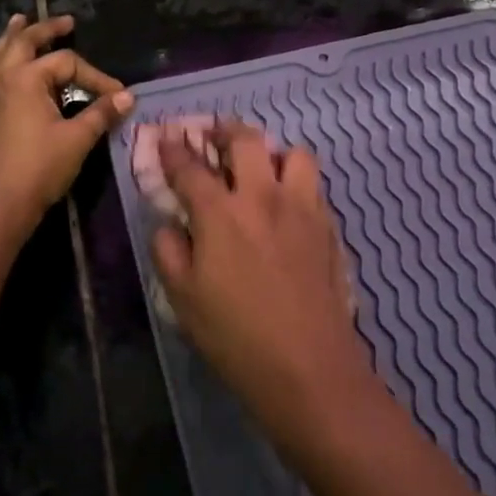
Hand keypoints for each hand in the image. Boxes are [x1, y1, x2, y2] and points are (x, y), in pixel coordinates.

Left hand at [0, 15, 131, 234]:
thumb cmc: (40, 169)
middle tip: (64, 22)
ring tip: (17, 20)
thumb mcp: (77, 140)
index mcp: (28, 79)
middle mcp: (0, 79)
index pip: (68, 64)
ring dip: (6, 38)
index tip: (116, 96)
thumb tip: (127, 97)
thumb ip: (101, 113)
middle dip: (45, 30)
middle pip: (23, 44)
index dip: (96, 76)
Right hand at [150, 120, 377, 455]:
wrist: (307, 365)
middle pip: (247, 140)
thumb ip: (168, 250)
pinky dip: (297, 184)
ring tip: (262, 172)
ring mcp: (302, 208)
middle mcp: (264, 197)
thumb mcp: (182, 298)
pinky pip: (314, 186)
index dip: (174, 149)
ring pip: (294, 153)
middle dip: (226, 130)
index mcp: (221, 212)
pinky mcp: (328, 227)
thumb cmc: (235, 335)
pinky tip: (287, 208)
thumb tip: (171, 223)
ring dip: (273, 154)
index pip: (191, 166)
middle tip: (215, 137)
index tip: (167, 137)